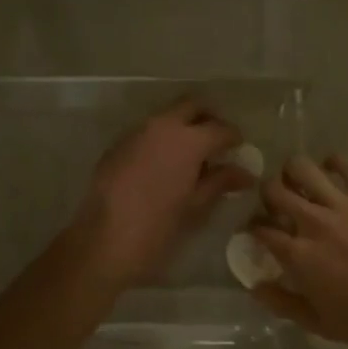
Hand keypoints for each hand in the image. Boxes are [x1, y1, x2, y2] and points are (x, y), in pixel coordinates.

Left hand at [74, 98, 252, 287]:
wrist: (103, 242)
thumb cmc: (158, 228)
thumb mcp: (195, 207)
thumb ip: (220, 182)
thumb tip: (244, 173)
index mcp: (187, 140)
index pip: (220, 128)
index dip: (233, 137)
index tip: (239, 149)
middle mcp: (161, 126)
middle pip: (191, 106)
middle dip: (207, 118)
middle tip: (216, 142)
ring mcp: (135, 132)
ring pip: (166, 117)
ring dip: (181, 127)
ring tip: (191, 157)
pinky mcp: (117, 145)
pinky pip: (146, 132)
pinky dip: (160, 139)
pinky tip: (163, 166)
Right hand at [249, 153, 347, 348]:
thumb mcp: (318, 324)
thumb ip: (281, 302)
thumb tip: (255, 285)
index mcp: (298, 255)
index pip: (260, 229)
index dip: (252, 227)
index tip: (256, 231)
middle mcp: (313, 222)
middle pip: (274, 190)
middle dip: (268, 193)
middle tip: (277, 202)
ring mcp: (343, 204)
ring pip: (302, 167)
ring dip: (294, 172)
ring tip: (300, 181)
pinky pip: (346, 164)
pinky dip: (334, 162)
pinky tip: (333, 171)